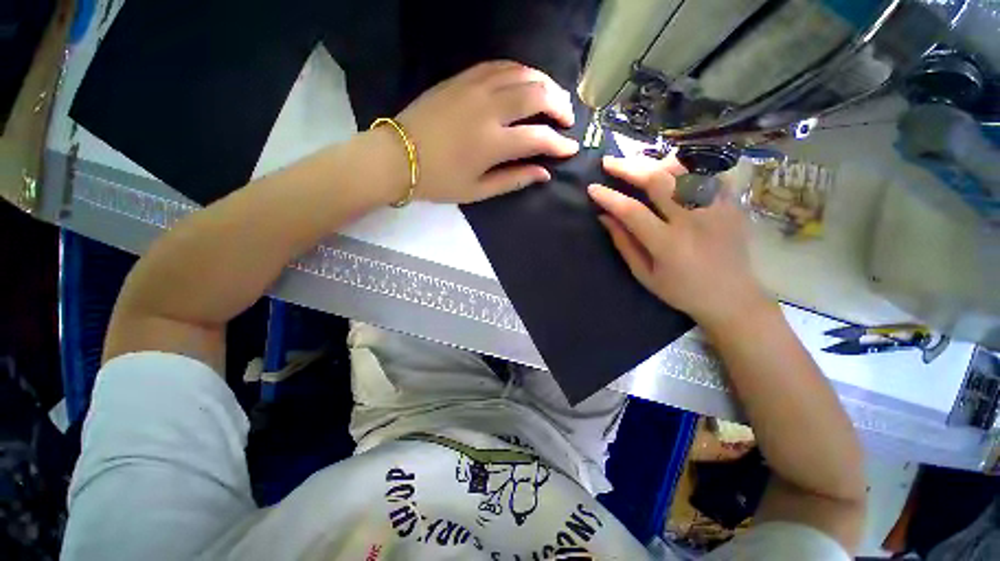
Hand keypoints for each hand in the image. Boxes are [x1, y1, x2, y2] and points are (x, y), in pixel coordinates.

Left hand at [392, 61, 579, 203]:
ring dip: (544, 83)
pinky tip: (525, 81)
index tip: (571, 149)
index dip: (559, 144)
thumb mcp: (478, 191)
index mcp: (492, 143)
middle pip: (536, 94)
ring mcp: (473, 88)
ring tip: (553, 97)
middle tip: (567, 118)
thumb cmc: (439, 181)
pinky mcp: (461, 78)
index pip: (538, 138)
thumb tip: (544, 173)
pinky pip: (499, 65)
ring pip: (521, 73)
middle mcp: (488, 109)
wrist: (397, 156)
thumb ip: (514, 180)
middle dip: (559, 104)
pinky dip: (519, 71)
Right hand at [588, 156, 771, 327]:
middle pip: (658, 181)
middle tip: (609, 162)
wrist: (731, 297)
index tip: (592, 188)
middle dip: (629, 167)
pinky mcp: (731, 203)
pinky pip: (706, 173)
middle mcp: (692, 220)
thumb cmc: (681, 291)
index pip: (631, 211)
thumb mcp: (644, 274)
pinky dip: (684, 167)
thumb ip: (624, 243)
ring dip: (654, 162)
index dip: (609, 197)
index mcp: (667, 244)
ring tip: (635, 161)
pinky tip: (669, 168)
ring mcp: (716, 208)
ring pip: (683, 170)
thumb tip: (604, 216)